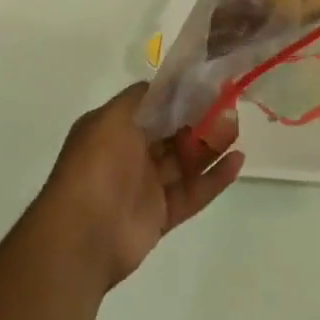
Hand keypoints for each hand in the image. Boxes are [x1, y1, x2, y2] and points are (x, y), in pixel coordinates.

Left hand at [41, 83, 243, 286]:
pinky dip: (214, 179)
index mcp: (116, 129)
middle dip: (199, 119)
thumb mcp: (112, 117)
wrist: (82, 235)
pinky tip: (237, 161)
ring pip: (185, 162)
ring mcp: (146, 186)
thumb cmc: (96, 166)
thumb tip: (165, 83)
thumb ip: (141, 97)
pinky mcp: (161, 215)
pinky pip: (192, 193)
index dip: (179, 96)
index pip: (154, 107)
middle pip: (172, 133)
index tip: (208, 83)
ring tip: (237, 130)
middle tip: (229, 106)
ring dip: (211, 146)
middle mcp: (131, 154)